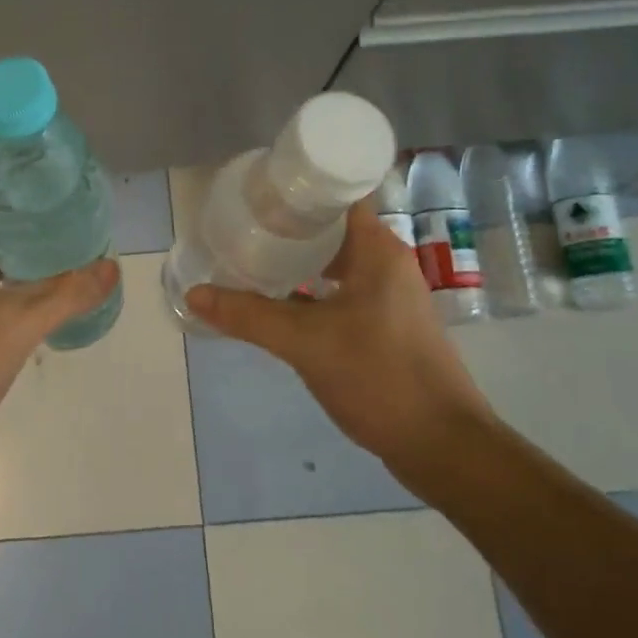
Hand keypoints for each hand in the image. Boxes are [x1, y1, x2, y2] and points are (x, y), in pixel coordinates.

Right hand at [185, 201, 493, 469]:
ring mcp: (389, 296)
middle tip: (241, 228)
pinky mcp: (386, 325)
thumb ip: (249, 316)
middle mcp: (387, 263)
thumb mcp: (306, 343)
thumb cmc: (379, 377)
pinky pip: (340, 292)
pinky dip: (310, 292)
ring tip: (251, 260)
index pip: (334, 197)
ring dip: (297, 262)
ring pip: (334, 264)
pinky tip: (278, 304)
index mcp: (377, 250)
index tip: (253, 194)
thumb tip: (194, 294)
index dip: (294, 191)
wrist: (442, 446)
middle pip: (330, 230)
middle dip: (286, 228)